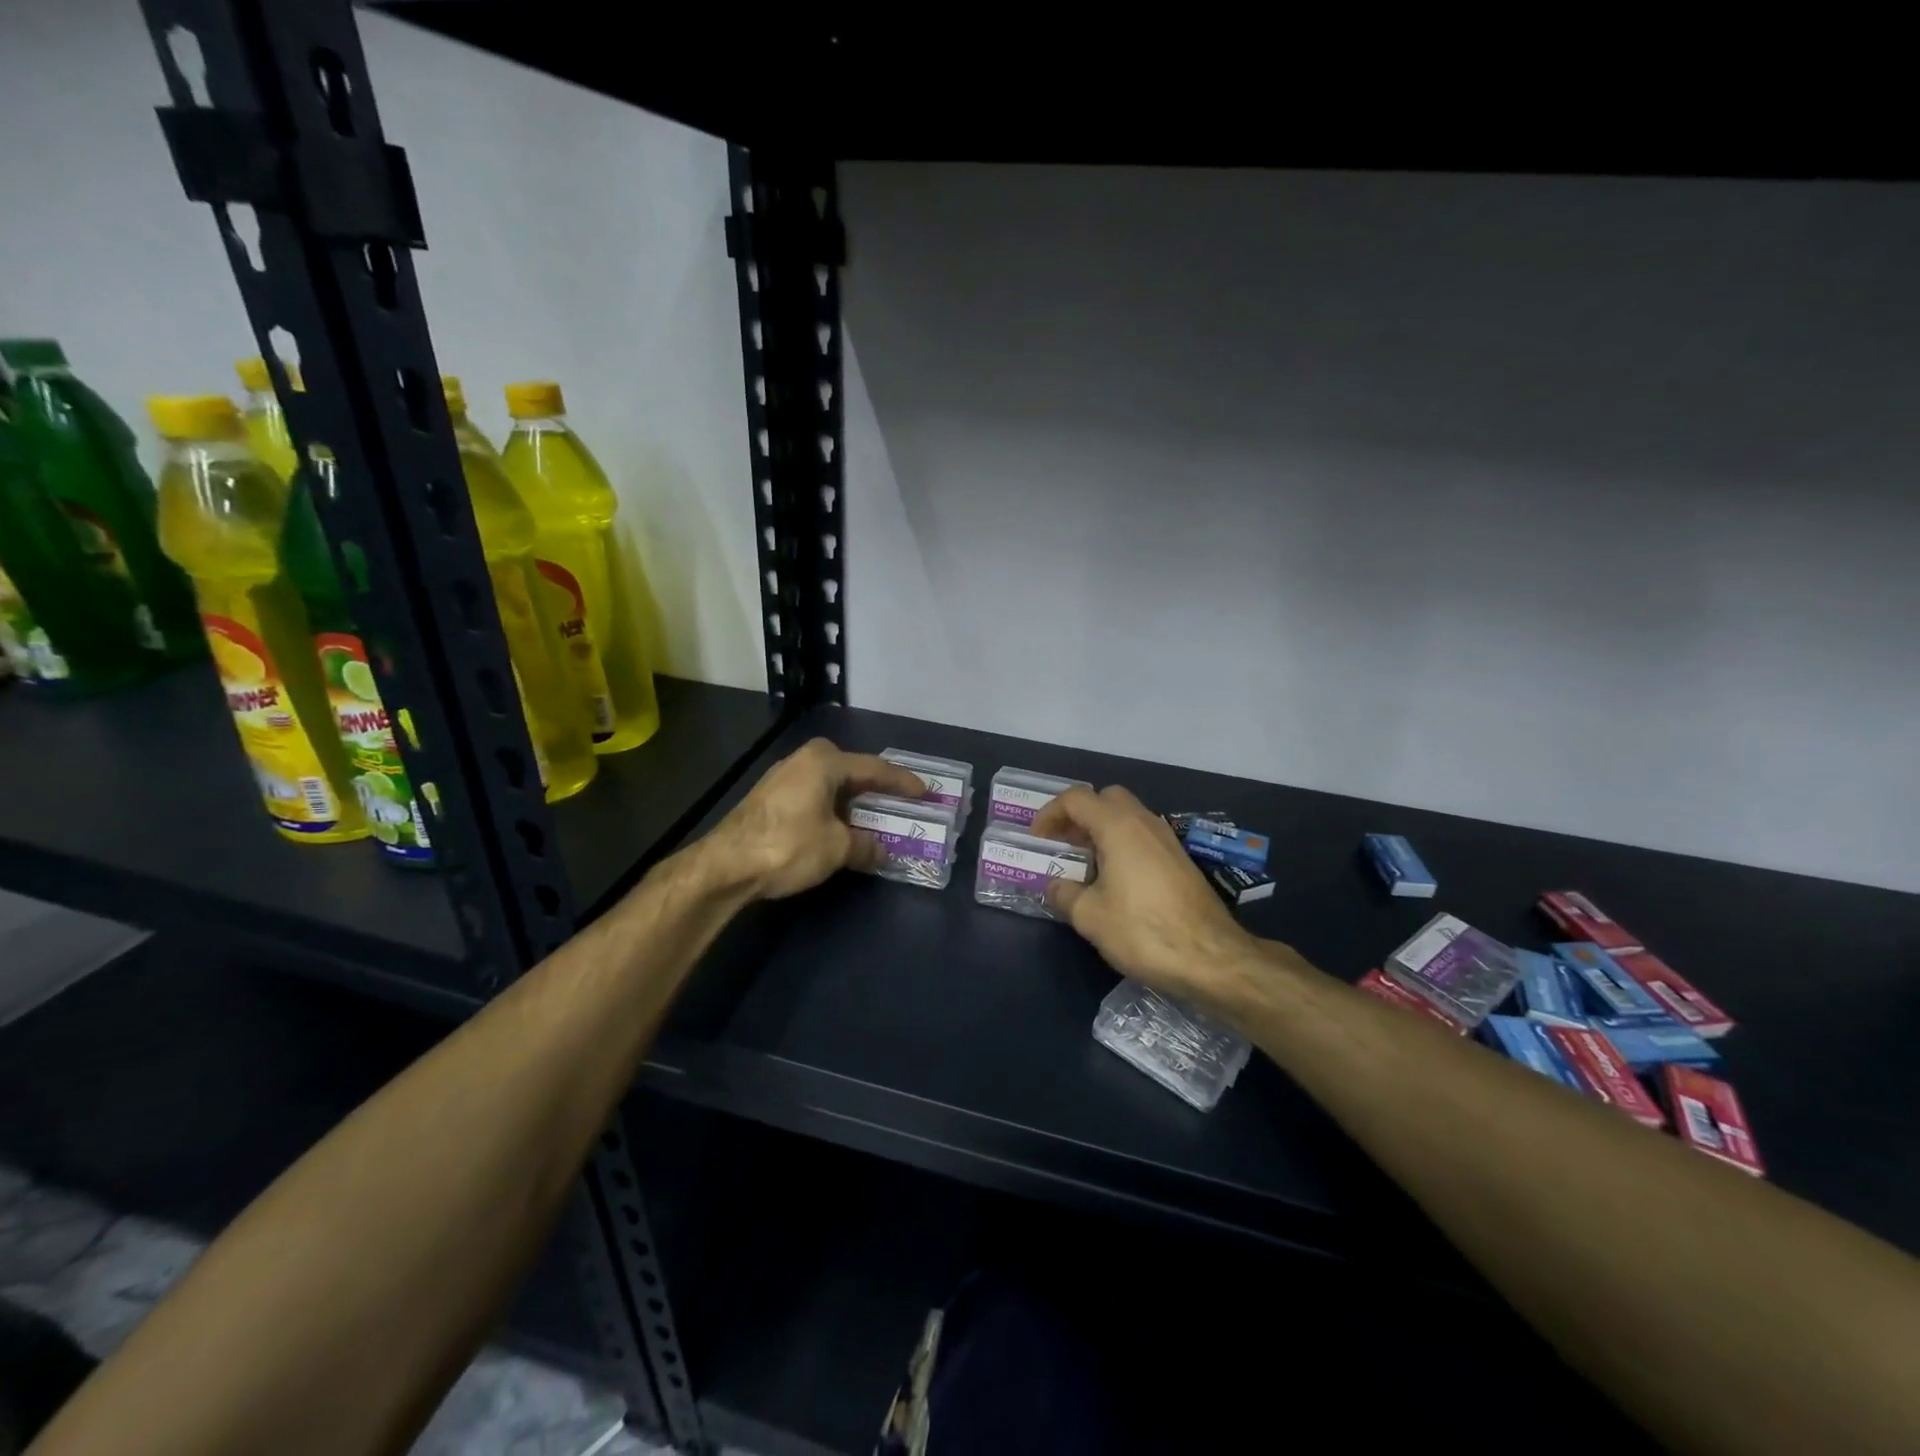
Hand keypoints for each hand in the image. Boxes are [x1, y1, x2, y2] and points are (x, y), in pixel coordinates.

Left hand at [704, 737, 926, 900]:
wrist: (725, 865)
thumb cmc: (788, 845)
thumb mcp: (836, 847)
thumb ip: (865, 845)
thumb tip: (882, 851)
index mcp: (824, 762)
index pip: (875, 768)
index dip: (902, 782)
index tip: (925, 792)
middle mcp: (803, 761)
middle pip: (851, 772)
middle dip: (876, 789)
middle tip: (900, 802)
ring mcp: (783, 779)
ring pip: (830, 786)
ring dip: (853, 803)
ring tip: (874, 819)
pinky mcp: (769, 800)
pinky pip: (814, 798)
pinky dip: (833, 811)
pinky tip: (841, 829)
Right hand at [1032, 786, 1260, 1006]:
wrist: (1212, 958)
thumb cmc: (1143, 931)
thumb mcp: (1090, 917)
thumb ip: (1064, 894)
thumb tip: (1056, 886)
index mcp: (1118, 826)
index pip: (1076, 798)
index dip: (1050, 814)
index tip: (1038, 841)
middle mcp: (1145, 823)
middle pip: (1106, 799)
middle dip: (1079, 816)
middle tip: (1064, 845)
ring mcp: (1167, 840)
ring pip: (1128, 817)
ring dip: (1102, 831)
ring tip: (1084, 866)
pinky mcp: (1180, 861)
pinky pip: (1143, 837)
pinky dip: (1122, 846)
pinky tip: (1115, 882)